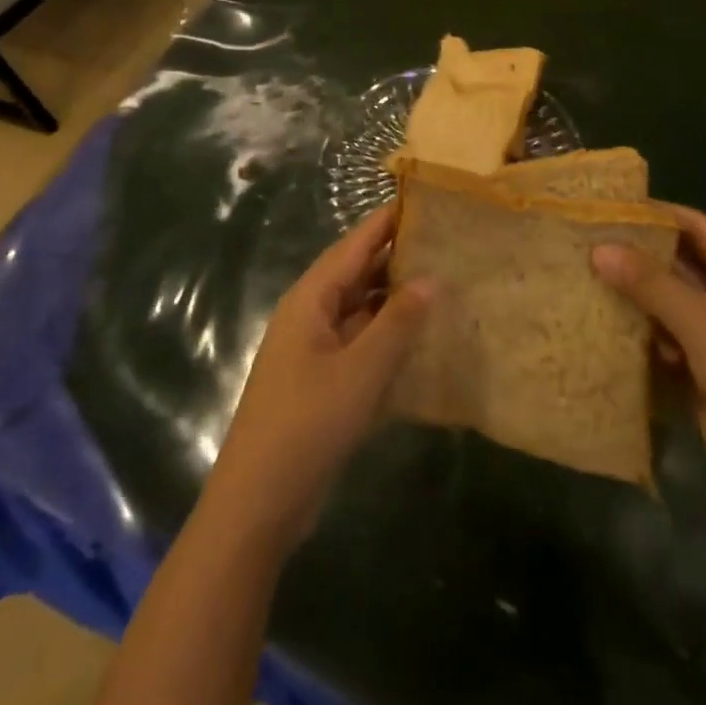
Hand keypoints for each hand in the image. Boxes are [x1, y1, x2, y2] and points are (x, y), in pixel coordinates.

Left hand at [207, 203, 432, 547]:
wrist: (258, 505)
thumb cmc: (307, 425)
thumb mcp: (360, 372)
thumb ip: (398, 323)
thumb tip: (432, 278)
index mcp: (311, 299)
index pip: (354, 245)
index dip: (387, 222)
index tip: (425, 200)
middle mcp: (311, 315)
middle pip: (358, 274)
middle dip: (397, 258)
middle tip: (447, 242)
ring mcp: (315, 350)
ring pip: (361, 310)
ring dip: (395, 299)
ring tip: (444, 283)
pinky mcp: (323, 382)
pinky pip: (361, 344)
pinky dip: (388, 337)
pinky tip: (422, 339)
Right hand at [592, 206, 705, 507]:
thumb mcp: (705, 324)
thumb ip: (650, 284)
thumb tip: (598, 248)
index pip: (696, 227)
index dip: (654, 214)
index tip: (604, 206)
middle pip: (678, 265)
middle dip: (635, 256)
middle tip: (582, 241)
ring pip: (667, 304)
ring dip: (633, 296)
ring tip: (580, 276)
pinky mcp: (702, 372)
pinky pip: (664, 340)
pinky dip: (639, 333)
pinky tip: (600, 324)